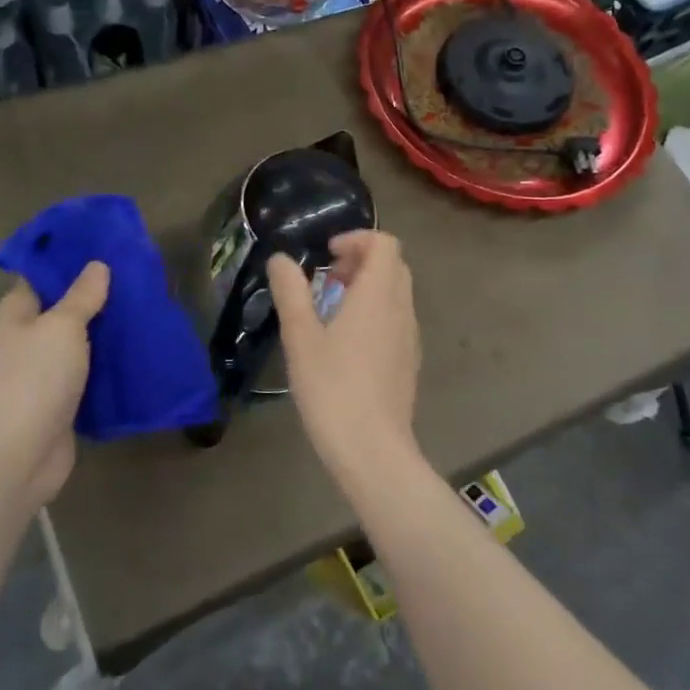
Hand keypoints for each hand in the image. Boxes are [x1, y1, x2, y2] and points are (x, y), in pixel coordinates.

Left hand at [0, 263, 109, 507]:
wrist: (20, 454)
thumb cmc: (36, 378)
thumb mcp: (63, 326)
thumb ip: (82, 296)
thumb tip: (97, 266)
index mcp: (12, 314)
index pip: (40, 277)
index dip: (68, 262)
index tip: (103, 249)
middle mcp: (20, 340)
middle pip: (58, 310)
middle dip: (91, 297)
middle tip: (131, 279)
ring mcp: (35, 373)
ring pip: (72, 343)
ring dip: (99, 332)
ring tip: (137, 311)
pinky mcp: (54, 401)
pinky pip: (80, 372)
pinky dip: (101, 364)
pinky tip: (129, 353)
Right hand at [267, 231, 421, 482]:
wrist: (372, 449)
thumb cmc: (333, 387)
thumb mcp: (301, 337)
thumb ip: (291, 291)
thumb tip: (280, 259)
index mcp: (378, 295)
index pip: (384, 243)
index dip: (356, 239)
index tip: (327, 256)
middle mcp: (401, 308)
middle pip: (392, 265)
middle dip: (360, 261)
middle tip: (327, 280)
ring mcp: (410, 336)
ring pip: (396, 293)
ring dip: (367, 287)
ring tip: (332, 310)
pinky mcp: (409, 361)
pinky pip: (396, 318)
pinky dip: (375, 312)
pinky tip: (347, 343)